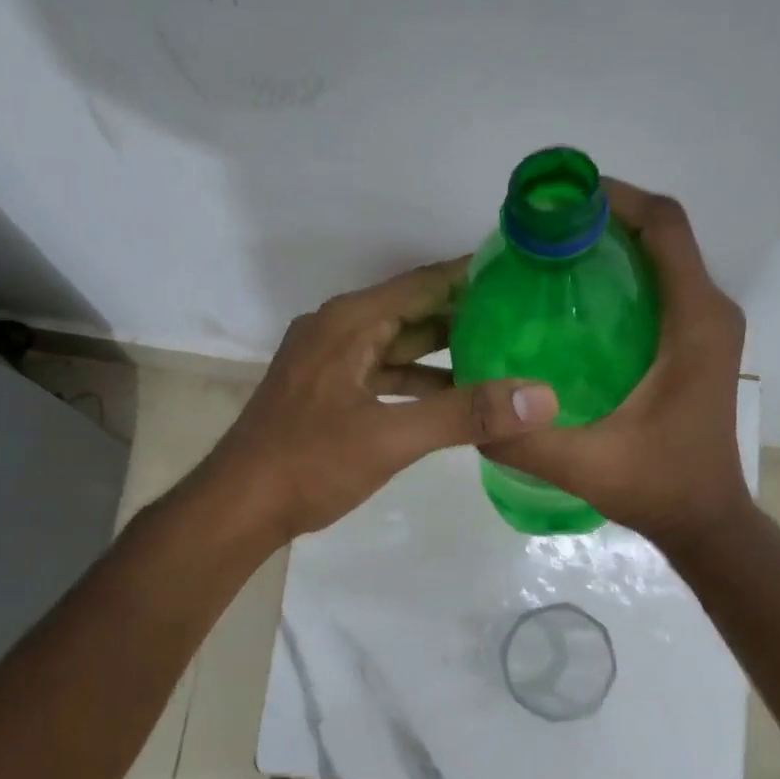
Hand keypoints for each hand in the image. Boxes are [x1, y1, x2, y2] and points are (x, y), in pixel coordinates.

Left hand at [203, 260, 560, 541]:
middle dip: (465, 314)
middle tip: (525, 318)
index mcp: (349, 323)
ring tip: (500, 356)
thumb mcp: (390, 437)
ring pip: (397, 346)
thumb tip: (541, 398)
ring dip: (443, 351)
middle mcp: (337, 331)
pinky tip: (451, 397)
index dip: (472, 275)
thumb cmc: (308, 464)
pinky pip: (382, 374)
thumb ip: (464, 415)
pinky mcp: (326, 393)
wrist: (238, 507)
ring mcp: (328, 363)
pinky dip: (416, 381)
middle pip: (412, 311)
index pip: (423, 283)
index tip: (522, 271)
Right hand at [483, 179, 753, 551]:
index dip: (615, 199)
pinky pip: (662, 289)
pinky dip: (623, 278)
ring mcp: (707, 329)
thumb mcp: (581, 464)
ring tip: (550, 258)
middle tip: (541, 233)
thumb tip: (468, 401)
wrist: (705, 520)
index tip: (560, 200)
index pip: (664, 227)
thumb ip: (521, 438)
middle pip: (661, 235)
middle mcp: (710, 313)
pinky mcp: (697, 346)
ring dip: (613, 247)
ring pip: (663, 260)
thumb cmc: (657, 485)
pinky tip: (575, 304)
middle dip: (604, 219)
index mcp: (694, 323)